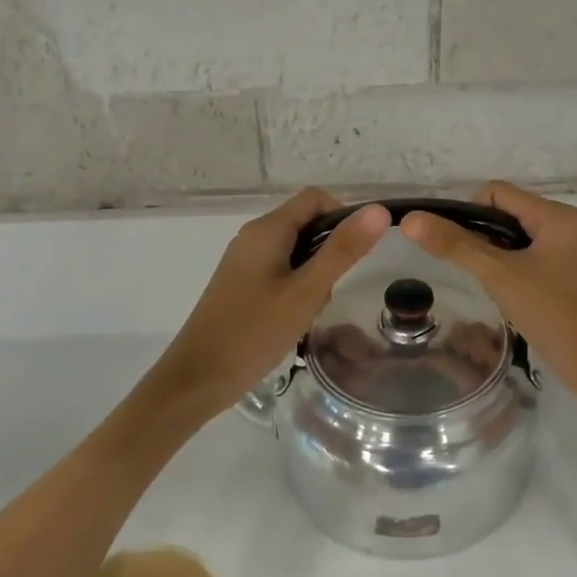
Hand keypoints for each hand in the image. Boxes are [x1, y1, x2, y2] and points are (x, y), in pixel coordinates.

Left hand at [148, 190, 388, 416]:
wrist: (198, 378)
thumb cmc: (254, 332)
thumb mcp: (306, 292)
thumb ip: (342, 251)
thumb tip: (378, 211)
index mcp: (267, 230)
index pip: (316, 199)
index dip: (344, 216)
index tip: (357, 253)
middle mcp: (253, 237)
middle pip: (306, 223)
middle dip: (330, 252)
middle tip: (331, 290)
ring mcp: (245, 261)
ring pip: (296, 251)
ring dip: (315, 274)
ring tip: (310, 311)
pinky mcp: (241, 284)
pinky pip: (281, 271)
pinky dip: (297, 287)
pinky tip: (295, 319)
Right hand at [400, 182, 576, 406]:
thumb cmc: (552, 313)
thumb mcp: (499, 276)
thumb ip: (455, 246)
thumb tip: (411, 220)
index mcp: (554, 215)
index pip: (495, 192)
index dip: (466, 212)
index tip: (453, 246)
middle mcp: (561, 225)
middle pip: (503, 213)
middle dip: (478, 236)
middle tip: (468, 269)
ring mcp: (563, 251)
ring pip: (511, 238)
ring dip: (491, 256)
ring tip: (486, 284)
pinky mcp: (561, 274)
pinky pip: (523, 258)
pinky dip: (506, 270)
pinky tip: (502, 295)